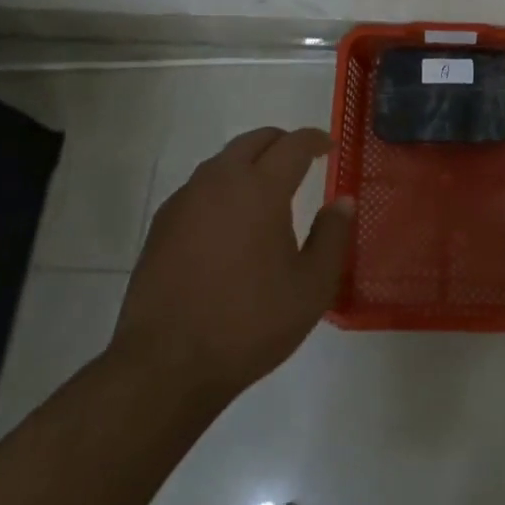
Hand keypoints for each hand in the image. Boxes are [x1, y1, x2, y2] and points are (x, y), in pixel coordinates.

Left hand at [109, 126, 353, 409]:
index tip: (328, 147)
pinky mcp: (162, 224)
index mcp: (261, 189)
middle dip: (281, 143)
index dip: (315, 139)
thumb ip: (332, 236)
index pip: (294, 144)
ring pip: (223, 161)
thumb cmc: (249, 324)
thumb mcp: (311, 287)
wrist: (166, 364)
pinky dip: (222, 187)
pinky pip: (199, 187)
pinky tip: (228, 220)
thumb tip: (343, 201)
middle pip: (254, 140)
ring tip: (266, 190)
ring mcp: (185, 200)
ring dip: (249, 163)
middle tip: (300, 161)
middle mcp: (221, 181)